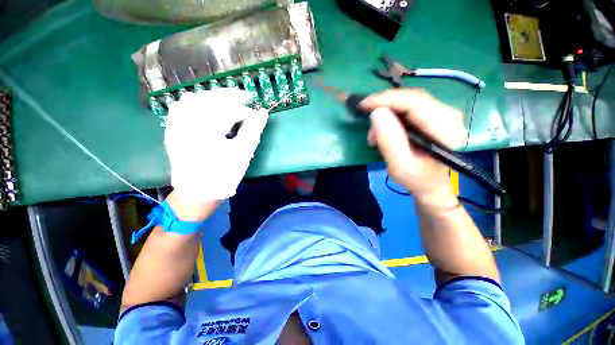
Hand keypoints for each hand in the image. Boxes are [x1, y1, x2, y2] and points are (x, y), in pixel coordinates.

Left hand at [164, 89, 267, 202]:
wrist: (198, 191)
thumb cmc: (224, 174)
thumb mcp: (243, 154)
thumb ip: (253, 130)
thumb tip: (262, 113)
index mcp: (208, 132)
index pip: (229, 110)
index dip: (245, 109)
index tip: (256, 113)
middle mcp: (188, 124)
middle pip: (210, 99)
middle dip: (229, 96)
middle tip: (244, 98)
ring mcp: (176, 126)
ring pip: (194, 98)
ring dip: (213, 97)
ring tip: (227, 101)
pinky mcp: (172, 130)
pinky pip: (180, 107)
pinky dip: (194, 101)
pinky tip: (204, 105)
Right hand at [360, 89, 465, 206]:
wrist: (431, 183)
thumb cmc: (416, 178)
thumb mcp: (399, 166)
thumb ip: (389, 141)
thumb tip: (376, 113)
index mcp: (446, 130)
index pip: (415, 103)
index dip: (387, 100)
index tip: (364, 105)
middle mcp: (450, 115)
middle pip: (412, 98)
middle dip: (384, 106)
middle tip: (365, 119)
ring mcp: (443, 113)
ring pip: (408, 100)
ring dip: (386, 112)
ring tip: (374, 135)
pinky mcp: (434, 115)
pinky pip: (408, 106)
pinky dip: (391, 115)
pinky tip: (383, 129)